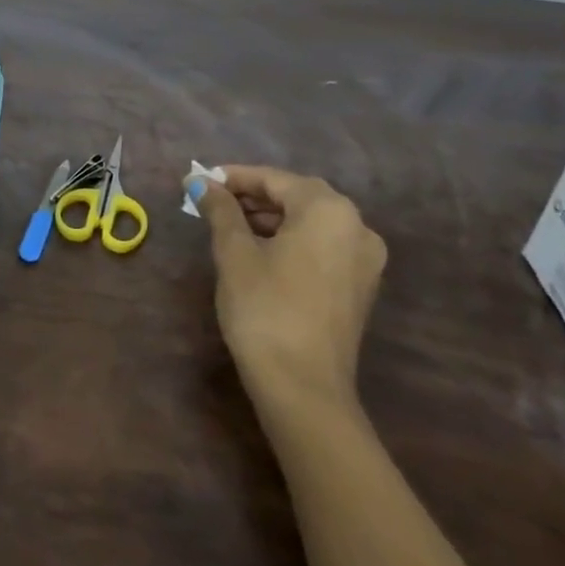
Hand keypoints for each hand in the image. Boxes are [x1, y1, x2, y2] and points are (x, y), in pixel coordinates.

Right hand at [190, 166, 386, 409]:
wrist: (303, 387)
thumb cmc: (264, 309)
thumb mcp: (234, 253)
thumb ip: (220, 210)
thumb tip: (199, 182)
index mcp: (328, 210)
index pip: (275, 179)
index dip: (234, 177)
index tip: (200, 180)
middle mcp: (356, 226)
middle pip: (297, 196)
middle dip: (253, 196)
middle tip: (212, 201)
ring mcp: (365, 259)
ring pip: (311, 222)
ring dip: (272, 218)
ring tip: (230, 225)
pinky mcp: (360, 286)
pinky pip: (323, 245)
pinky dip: (292, 239)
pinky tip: (260, 250)